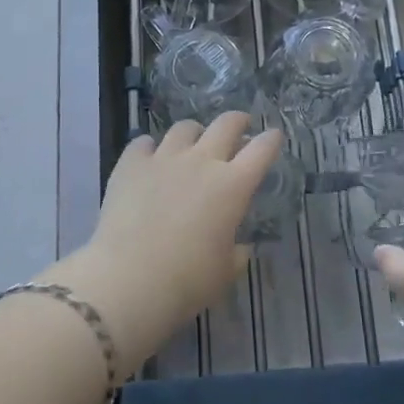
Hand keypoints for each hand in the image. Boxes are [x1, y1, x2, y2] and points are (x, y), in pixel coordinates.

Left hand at [44, 113, 281, 372]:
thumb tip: (238, 246)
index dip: (271, 140)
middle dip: (238, 121)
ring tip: (192, 143)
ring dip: (194, 133)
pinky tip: (149, 158)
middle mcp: (202, 161)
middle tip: (240, 127)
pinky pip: (144, 143)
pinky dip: (151, 148)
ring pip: (185, 128)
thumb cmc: (188, 281)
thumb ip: (236, 253)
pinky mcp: (131, 163)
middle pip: (226, 124)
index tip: (274, 136)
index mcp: (233, 186)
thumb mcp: (225, 272)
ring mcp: (164, 158)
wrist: (130, 279)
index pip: (262, 150)